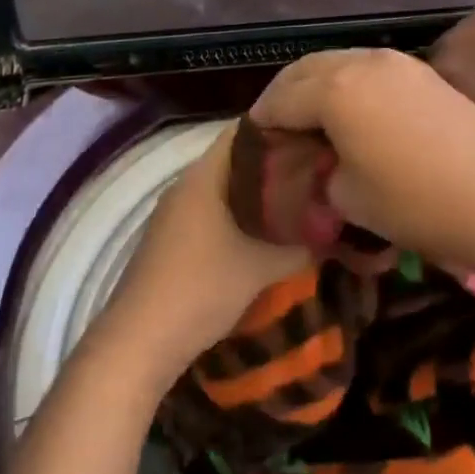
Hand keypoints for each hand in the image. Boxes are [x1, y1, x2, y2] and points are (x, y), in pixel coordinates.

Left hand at [96, 124, 310, 385]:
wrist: (139, 344)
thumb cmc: (202, 289)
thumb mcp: (262, 266)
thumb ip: (301, 243)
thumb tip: (335, 228)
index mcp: (204, 175)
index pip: (244, 131)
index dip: (280, 129)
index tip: (313, 137)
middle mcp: (186, 184)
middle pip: (235, 158)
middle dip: (273, 163)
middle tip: (314, 169)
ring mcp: (174, 213)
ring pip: (224, 187)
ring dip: (256, 192)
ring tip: (297, 199)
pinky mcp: (170, 239)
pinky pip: (212, 210)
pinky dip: (238, 213)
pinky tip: (263, 233)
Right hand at [248, 48, 474, 268]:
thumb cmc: (413, 202)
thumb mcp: (348, 197)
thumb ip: (322, 170)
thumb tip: (322, 161)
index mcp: (336, 89)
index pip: (282, 98)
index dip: (264, 120)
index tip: (256, 141)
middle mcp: (364, 62)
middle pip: (309, 69)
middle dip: (287, 93)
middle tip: (277, 123)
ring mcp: (399, 62)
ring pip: (343, 62)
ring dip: (320, 84)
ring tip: (313, 116)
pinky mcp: (425, 72)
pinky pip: (372, 68)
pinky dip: (352, 83)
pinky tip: (355, 110)